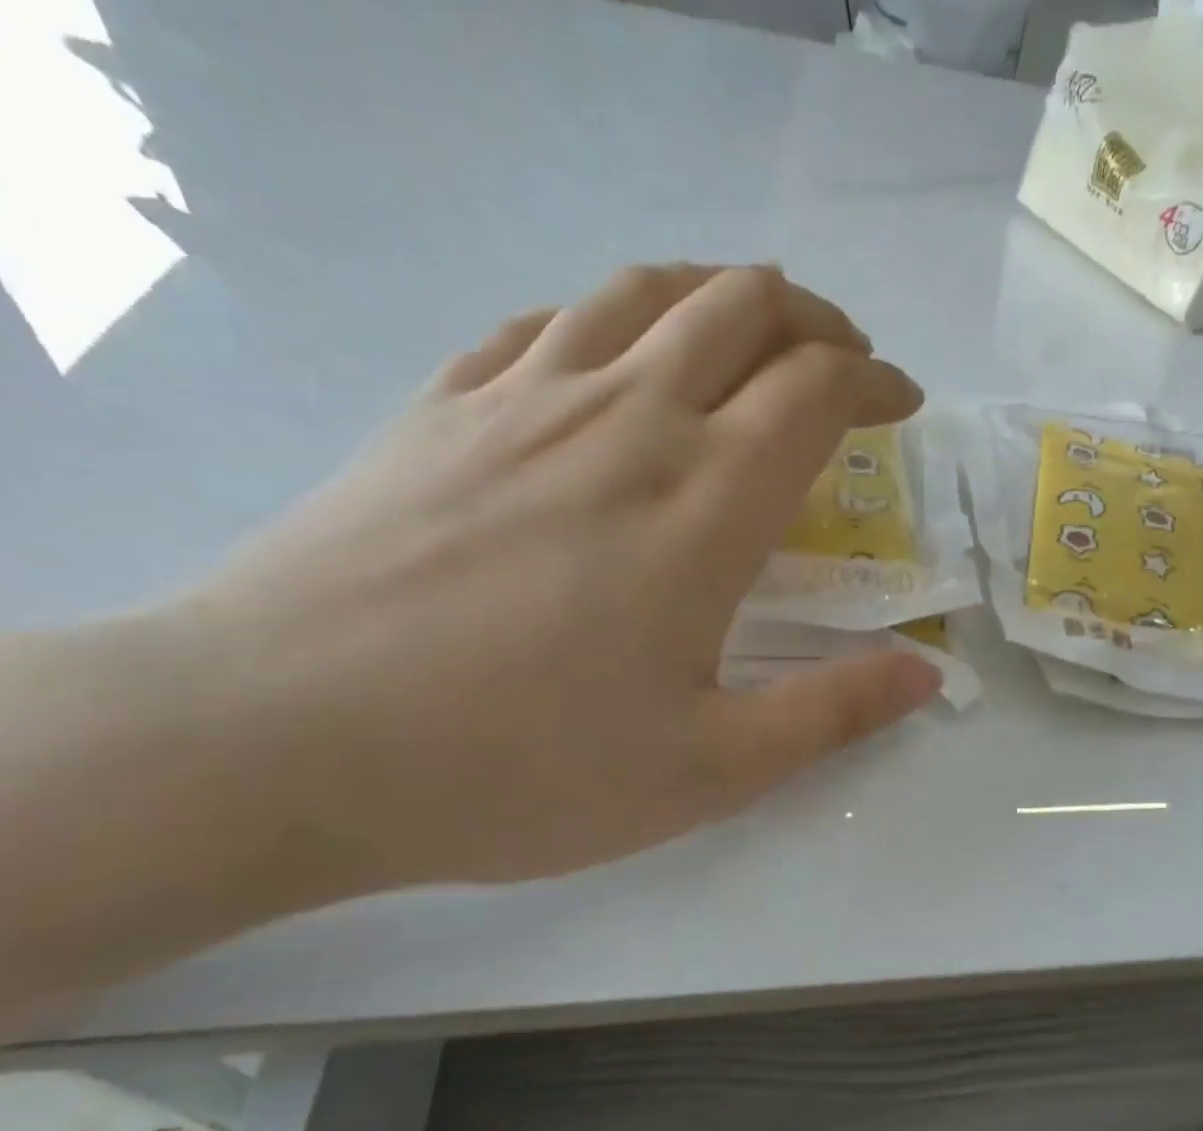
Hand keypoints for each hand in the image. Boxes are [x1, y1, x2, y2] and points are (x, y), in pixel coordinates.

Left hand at [180, 263, 938, 891]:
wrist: (276, 744)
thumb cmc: (520, 768)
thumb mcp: (710, 769)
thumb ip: (832, 714)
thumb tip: (926, 676)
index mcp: (704, 503)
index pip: (816, 389)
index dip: (874, 382)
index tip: (901, 406)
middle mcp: (626, 419)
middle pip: (742, 307)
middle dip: (815, 323)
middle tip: (844, 366)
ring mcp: (522, 398)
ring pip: (647, 289)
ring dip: (722, 297)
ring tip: (752, 339)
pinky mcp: (442, 408)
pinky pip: (549, 322)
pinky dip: (615, 320)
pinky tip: (619, 361)